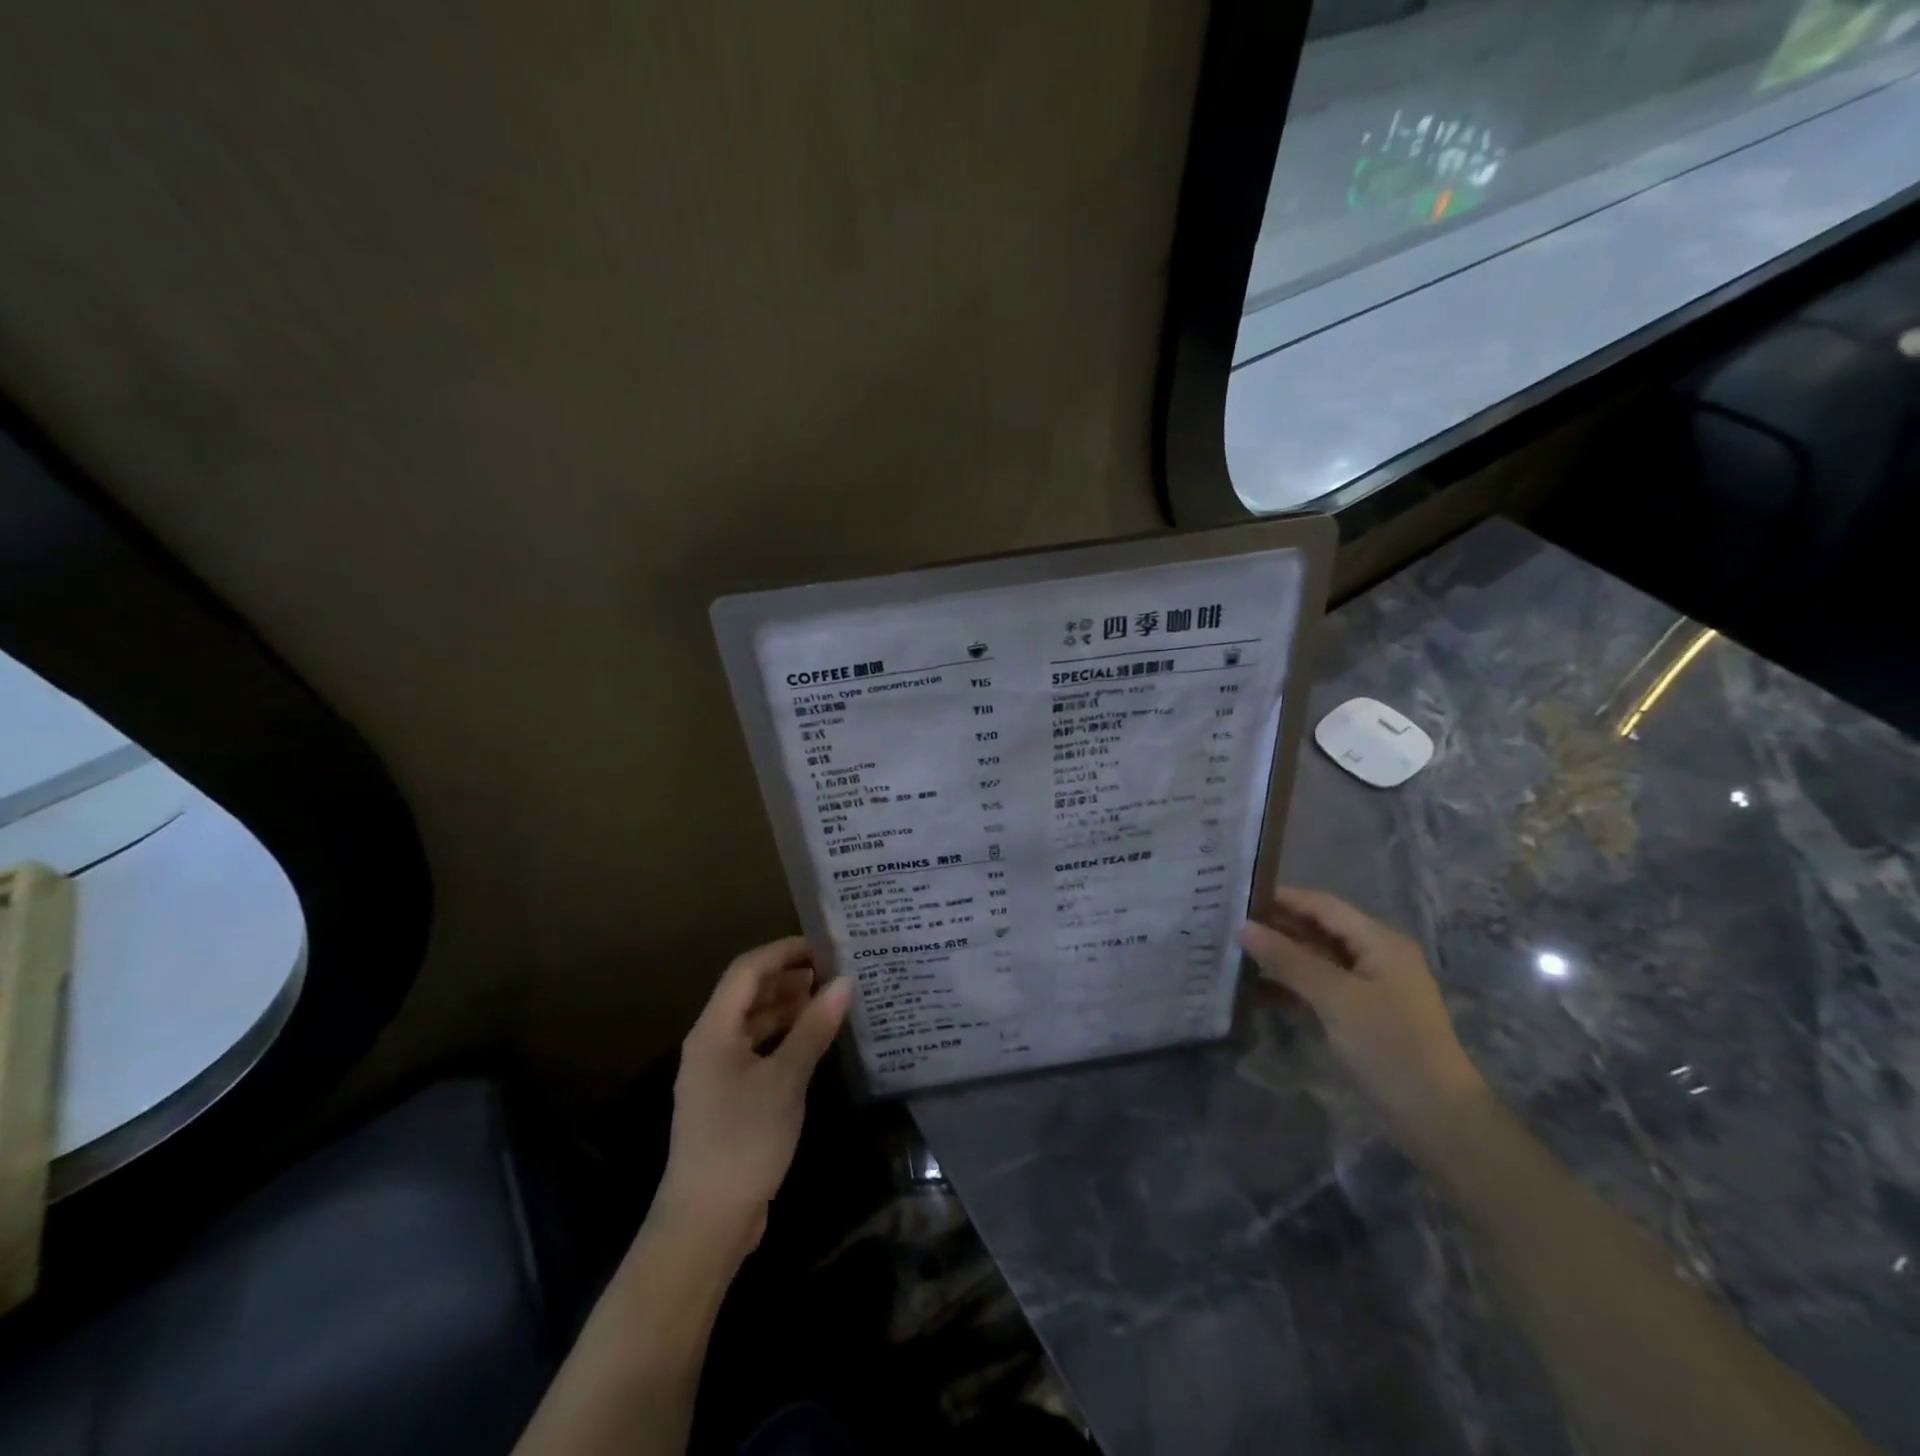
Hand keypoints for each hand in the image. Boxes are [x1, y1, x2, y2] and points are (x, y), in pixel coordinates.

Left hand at [655, 937, 851, 1261]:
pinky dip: (785, 1037)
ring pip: (754, 1023)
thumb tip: (844, 981)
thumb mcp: (785, 1080)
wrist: (705, 1224)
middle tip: (835, 971)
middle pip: (748, 994)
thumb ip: (814, 1028)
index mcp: (713, 1031)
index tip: (825, 946)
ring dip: (789, 1007)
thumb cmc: (743, 1142)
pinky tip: (814, 1041)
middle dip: (789, 977)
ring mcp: (718, 1073)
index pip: (747, 970)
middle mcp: (711, 1043)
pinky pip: (758, 1050)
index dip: (784, 951)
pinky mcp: (729, 1098)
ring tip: (831, 1000)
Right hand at [1240, 888, 1487, 1139]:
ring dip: (1279, 956)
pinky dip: (1290, 985)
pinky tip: (1254, 989)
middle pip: (1318, 929)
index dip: (1281, 898)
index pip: (1322, 905)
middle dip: (1276, 927)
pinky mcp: (1359, 1014)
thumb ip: (1288, 959)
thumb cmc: (1390, 1046)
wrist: (1437, 1118)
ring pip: (1315, 959)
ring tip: (1232, 952)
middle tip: (1226, 924)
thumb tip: (1243, 927)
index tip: (1236, 896)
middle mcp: (1374, 955)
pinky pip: (1318, 987)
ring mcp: (1367, 986)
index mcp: (1378, 941)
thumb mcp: (1335, 998)